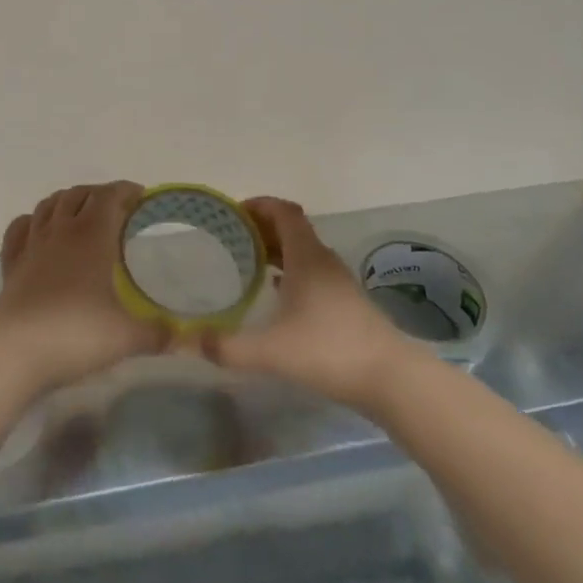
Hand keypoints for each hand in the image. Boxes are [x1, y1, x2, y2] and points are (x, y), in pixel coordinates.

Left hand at [0, 182, 167, 394]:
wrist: (17, 352)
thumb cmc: (77, 334)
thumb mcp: (128, 337)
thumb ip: (158, 333)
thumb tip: (181, 337)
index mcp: (92, 235)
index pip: (110, 196)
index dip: (126, 191)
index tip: (142, 197)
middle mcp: (61, 230)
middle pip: (79, 194)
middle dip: (100, 194)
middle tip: (117, 209)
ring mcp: (32, 244)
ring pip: (48, 204)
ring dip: (67, 201)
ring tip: (81, 213)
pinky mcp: (11, 263)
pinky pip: (20, 228)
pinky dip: (33, 221)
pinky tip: (39, 230)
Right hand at [206, 197, 407, 411]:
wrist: (391, 378)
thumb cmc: (329, 350)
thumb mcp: (271, 351)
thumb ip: (228, 347)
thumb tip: (191, 341)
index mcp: (307, 257)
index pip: (284, 212)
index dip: (260, 205)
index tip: (233, 212)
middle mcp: (323, 261)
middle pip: (292, 229)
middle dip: (261, 227)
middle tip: (230, 238)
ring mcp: (338, 282)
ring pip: (302, 252)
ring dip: (276, 250)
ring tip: (246, 262)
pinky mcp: (345, 304)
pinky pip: (311, 273)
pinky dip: (290, 272)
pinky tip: (275, 294)